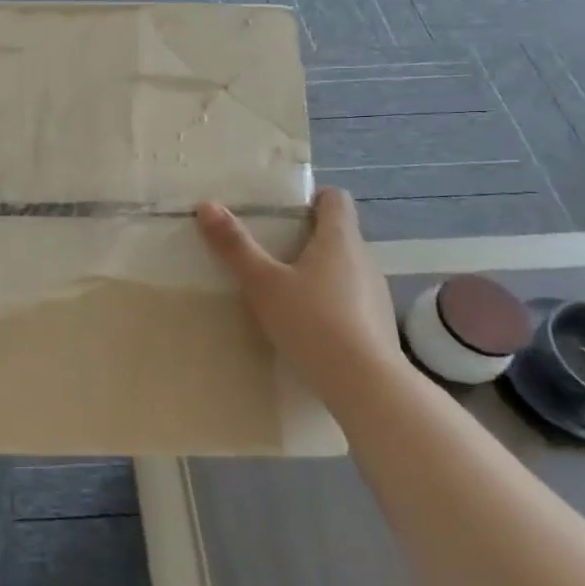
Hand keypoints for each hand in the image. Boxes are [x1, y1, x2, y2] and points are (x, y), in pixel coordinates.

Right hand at [195, 186, 410, 405]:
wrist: (366, 387)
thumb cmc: (312, 322)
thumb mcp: (262, 282)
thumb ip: (235, 245)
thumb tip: (207, 205)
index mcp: (340, 239)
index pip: (335, 199)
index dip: (311, 198)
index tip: (283, 211)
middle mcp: (364, 259)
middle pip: (338, 233)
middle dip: (306, 236)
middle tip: (270, 249)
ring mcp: (375, 293)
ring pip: (344, 267)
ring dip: (319, 270)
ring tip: (284, 288)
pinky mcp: (378, 325)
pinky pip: (351, 298)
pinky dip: (330, 301)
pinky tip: (307, 323)